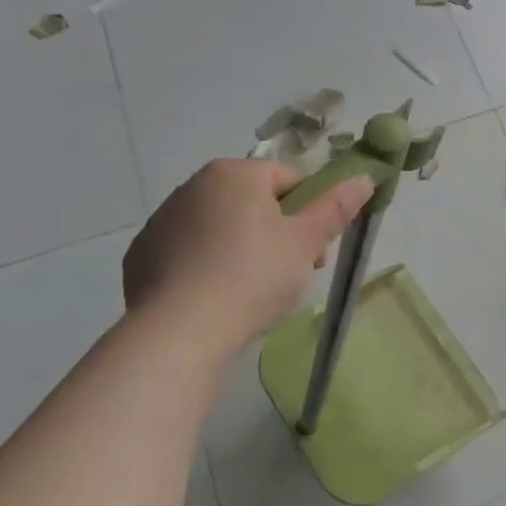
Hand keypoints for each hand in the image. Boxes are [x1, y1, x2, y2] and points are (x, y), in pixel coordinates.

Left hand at [124, 159, 372, 348]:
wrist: (178, 332)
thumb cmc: (253, 276)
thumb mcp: (306, 242)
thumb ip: (336, 206)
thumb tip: (364, 178)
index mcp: (234, 173)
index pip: (288, 179)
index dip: (309, 213)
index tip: (314, 252)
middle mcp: (193, 186)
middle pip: (254, 202)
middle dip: (277, 232)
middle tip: (290, 274)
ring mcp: (162, 221)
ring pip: (220, 227)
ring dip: (242, 249)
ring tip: (251, 292)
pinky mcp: (142, 256)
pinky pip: (189, 253)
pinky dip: (205, 268)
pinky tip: (214, 300)